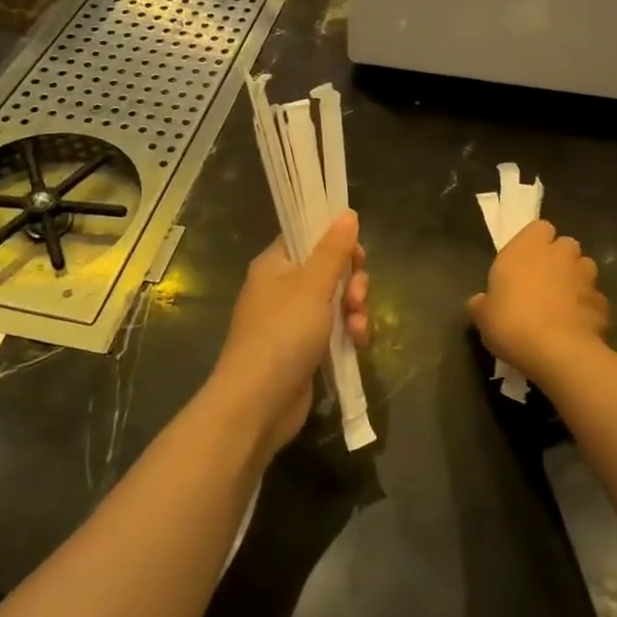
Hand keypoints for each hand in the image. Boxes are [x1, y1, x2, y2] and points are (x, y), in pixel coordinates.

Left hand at [209, 212, 368, 458]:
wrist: (258, 403)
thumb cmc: (283, 334)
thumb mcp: (313, 286)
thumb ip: (333, 250)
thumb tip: (347, 213)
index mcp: (275, 265)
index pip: (308, 236)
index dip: (336, 241)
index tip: (356, 255)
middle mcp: (281, 288)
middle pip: (329, 269)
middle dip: (353, 281)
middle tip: (358, 297)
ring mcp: (292, 321)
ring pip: (336, 300)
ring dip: (355, 310)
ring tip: (358, 327)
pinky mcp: (304, 349)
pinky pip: (334, 329)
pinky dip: (349, 333)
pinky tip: (358, 345)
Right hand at [468, 220, 607, 385]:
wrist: (558, 351)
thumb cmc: (512, 323)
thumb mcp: (483, 317)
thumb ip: (482, 304)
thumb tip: (480, 302)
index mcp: (527, 248)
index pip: (539, 228)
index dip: (535, 242)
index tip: (525, 260)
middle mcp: (559, 255)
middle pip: (565, 245)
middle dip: (558, 259)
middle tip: (543, 282)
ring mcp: (585, 277)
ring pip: (584, 268)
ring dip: (576, 280)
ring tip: (563, 303)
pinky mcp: (603, 303)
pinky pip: (594, 299)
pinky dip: (587, 308)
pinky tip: (576, 326)